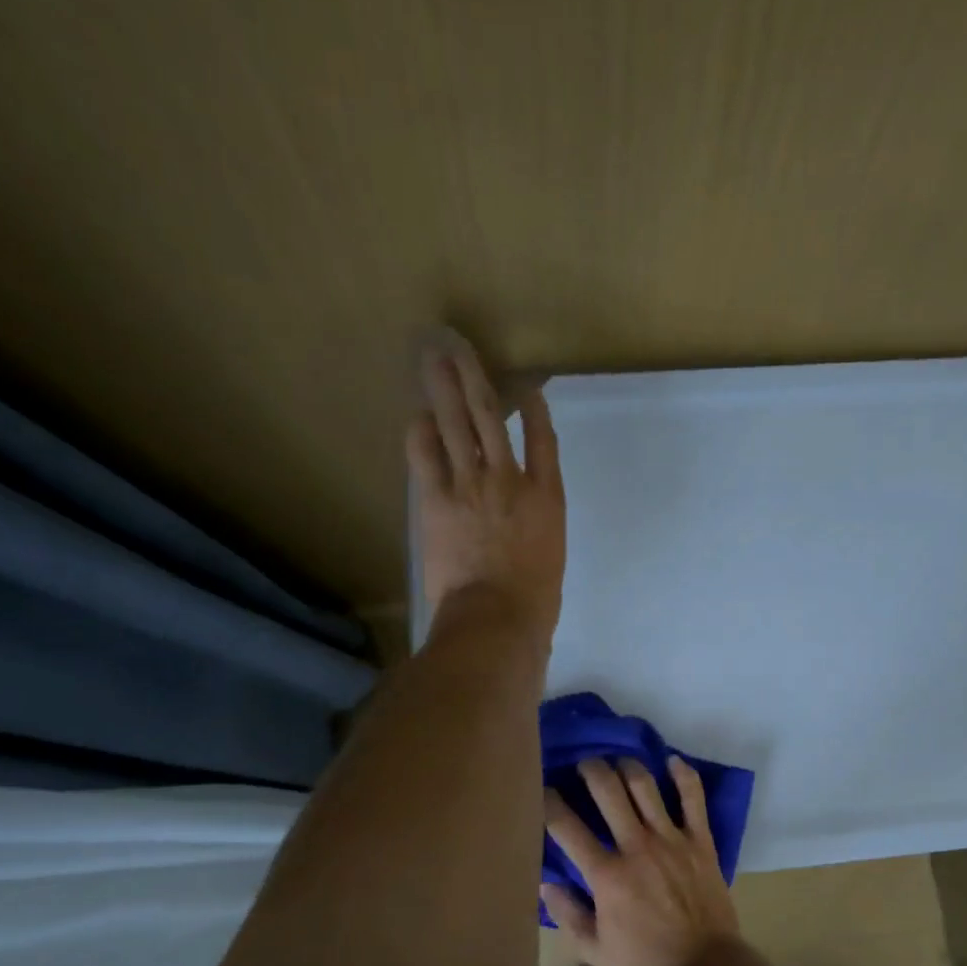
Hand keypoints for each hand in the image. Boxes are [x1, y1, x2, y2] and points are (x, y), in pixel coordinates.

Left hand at [407, 330, 564, 646]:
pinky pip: (425, 455)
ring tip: (434, 360)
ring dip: (443, 388)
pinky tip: (417, 417)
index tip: (530, 387)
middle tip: (460, 348)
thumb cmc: (534, 600)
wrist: (498, 617)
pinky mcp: (437, 500)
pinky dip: (420, 433)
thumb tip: (518, 526)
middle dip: (475, 379)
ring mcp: (472, 485)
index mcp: (547, 497)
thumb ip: (536, 530)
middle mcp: (510, 479)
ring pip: (457, 424)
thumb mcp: (549, 558)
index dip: (536, 408)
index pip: (544, 440)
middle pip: (492, 417)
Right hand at [542, 756, 742, 965]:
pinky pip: (693, 797)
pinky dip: (683, 774)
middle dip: (590, 769)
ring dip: (627, 766)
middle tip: (585, 765)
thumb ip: (567, 913)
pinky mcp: (700, 840)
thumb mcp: (594, 948)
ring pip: (645, 785)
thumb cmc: (645, 961)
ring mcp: (671, 839)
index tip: (543, 790)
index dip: (549, 802)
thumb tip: (545, 883)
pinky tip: (671, 761)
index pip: (567, 827)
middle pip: (607, 790)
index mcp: (606, 874)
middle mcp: (636, 846)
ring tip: (618, 762)